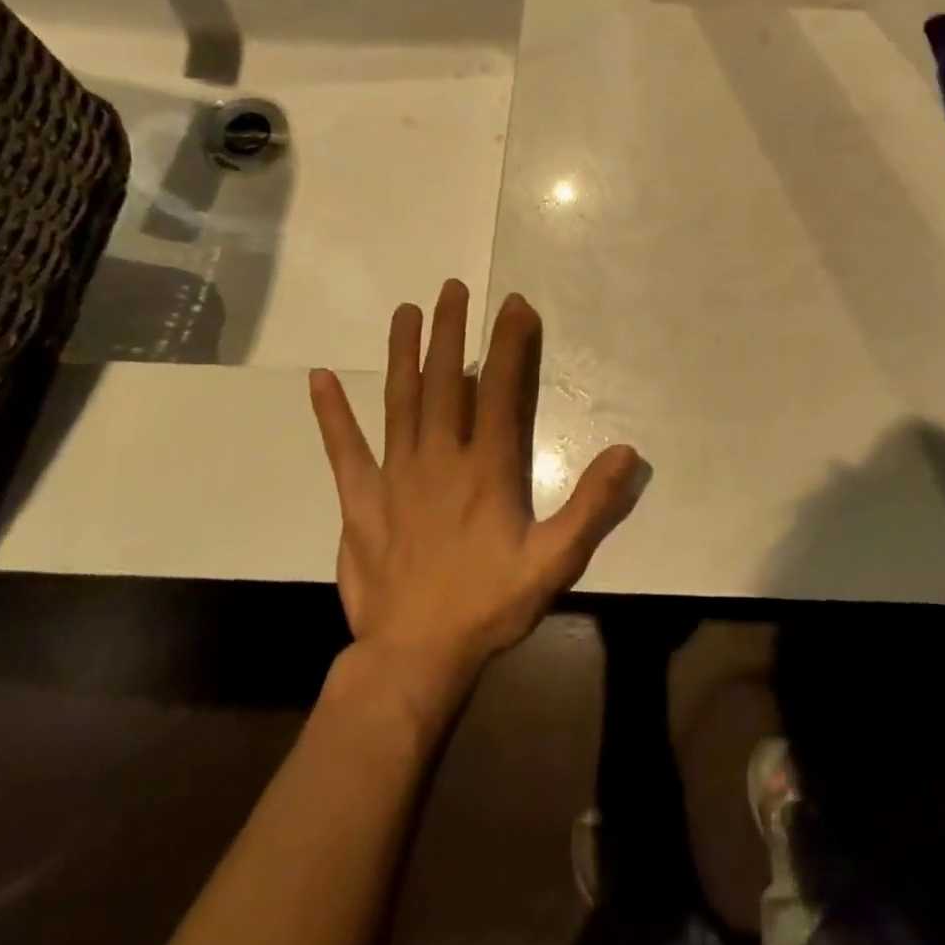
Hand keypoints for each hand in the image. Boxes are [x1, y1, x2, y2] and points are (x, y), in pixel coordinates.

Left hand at [308, 281, 648, 686]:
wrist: (415, 657)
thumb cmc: (489, 604)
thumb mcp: (556, 560)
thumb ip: (592, 505)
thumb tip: (627, 452)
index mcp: (485, 468)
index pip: (499, 389)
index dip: (508, 343)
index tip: (513, 304)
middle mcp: (438, 458)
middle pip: (444, 381)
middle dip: (451, 331)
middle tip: (452, 288)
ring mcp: (394, 476)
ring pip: (398, 401)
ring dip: (402, 353)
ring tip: (405, 311)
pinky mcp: (360, 500)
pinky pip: (343, 450)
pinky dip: (331, 414)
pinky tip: (318, 379)